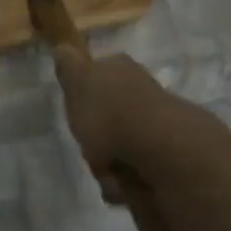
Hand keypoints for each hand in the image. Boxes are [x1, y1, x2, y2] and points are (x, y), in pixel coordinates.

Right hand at [51, 48, 182, 202]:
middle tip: (91, 149)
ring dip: (109, 165)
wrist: (160, 147)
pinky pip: (136, 170)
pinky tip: (125, 184)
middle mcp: (142, 91)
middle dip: (95, 140)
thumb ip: (69, 66)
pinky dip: (127, 181)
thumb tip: (62, 46)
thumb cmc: (110, 112)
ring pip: (119, 146)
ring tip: (109, 172)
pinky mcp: (169, 154)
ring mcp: (159, 122)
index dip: (83, 97)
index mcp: (121, 69)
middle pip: (107, 118)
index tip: (77, 116)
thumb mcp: (78, 82)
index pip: (97, 76)